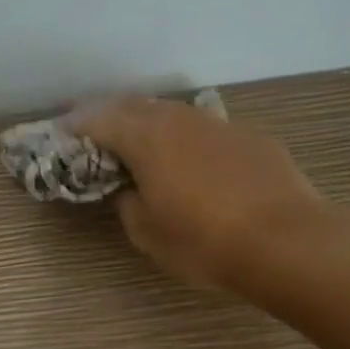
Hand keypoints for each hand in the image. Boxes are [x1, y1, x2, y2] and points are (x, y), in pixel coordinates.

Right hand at [67, 96, 331, 289]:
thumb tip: (130, 189)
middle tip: (95, 127)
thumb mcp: (148, 234)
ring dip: (149, 120)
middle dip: (110, 113)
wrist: (287, 242)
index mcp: (147, 139)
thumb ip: (128, 203)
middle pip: (135, 105)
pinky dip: (186, 136)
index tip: (63, 132)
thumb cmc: (205, 243)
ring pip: (173, 112)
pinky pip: (206, 129)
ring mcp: (219, 125)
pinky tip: (192, 158)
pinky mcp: (250, 137)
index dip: (77, 125)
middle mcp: (180, 120)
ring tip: (140, 138)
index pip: (100, 120)